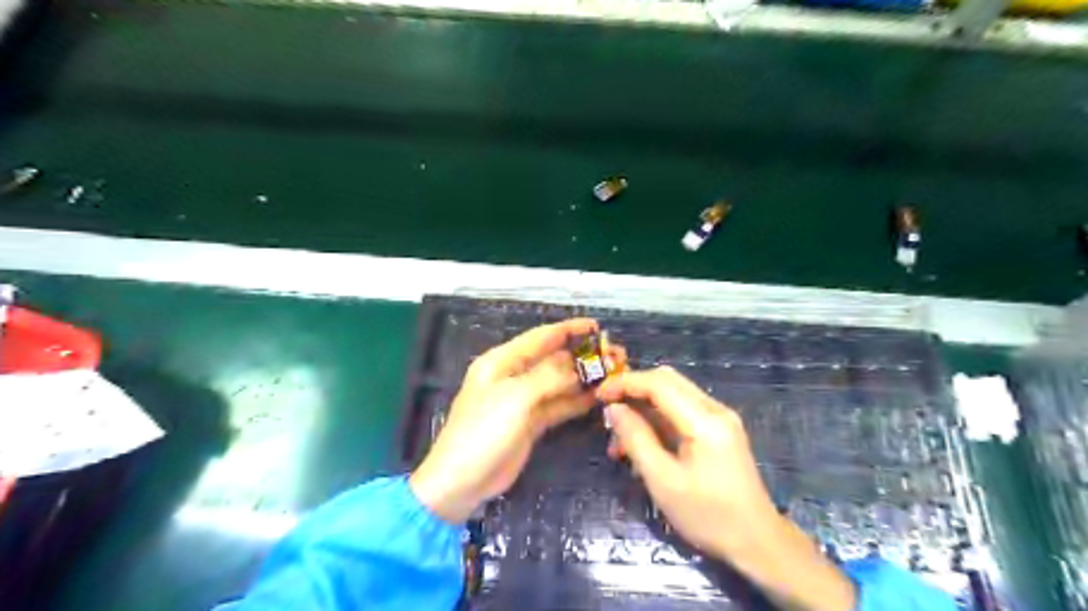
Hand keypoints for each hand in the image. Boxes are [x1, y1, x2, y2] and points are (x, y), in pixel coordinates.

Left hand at [412, 317, 597, 521]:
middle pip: (553, 359)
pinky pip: (559, 405)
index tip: (597, 326)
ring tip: (614, 374)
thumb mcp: (515, 397)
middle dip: (582, 356)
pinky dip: (577, 400)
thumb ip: (549, 377)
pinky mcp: (532, 422)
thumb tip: (578, 365)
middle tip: (615, 355)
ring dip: (583, 378)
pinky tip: (598, 396)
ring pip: (559, 383)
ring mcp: (524, 400)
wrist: (462, 481)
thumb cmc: (483, 430)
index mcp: (502, 361)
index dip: (569, 329)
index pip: (541, 337)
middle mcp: (514, 376)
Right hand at [593, 368, 772, 557]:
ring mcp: (720, 418)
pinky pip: (682, 411)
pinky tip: (642, 446)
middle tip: (607, 410)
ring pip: (673, 395)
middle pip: (667, 380)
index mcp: (705, 421)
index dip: (625, 383)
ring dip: (644, 408)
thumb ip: (636, 439)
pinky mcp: (719, 430)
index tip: (598, 395)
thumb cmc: (708, 516)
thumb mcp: (663, 481)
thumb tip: (614, 409)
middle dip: (633, 390)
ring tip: (619, 441)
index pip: (659, 383)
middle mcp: (715, 409)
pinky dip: (658, 420)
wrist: (758, 542)